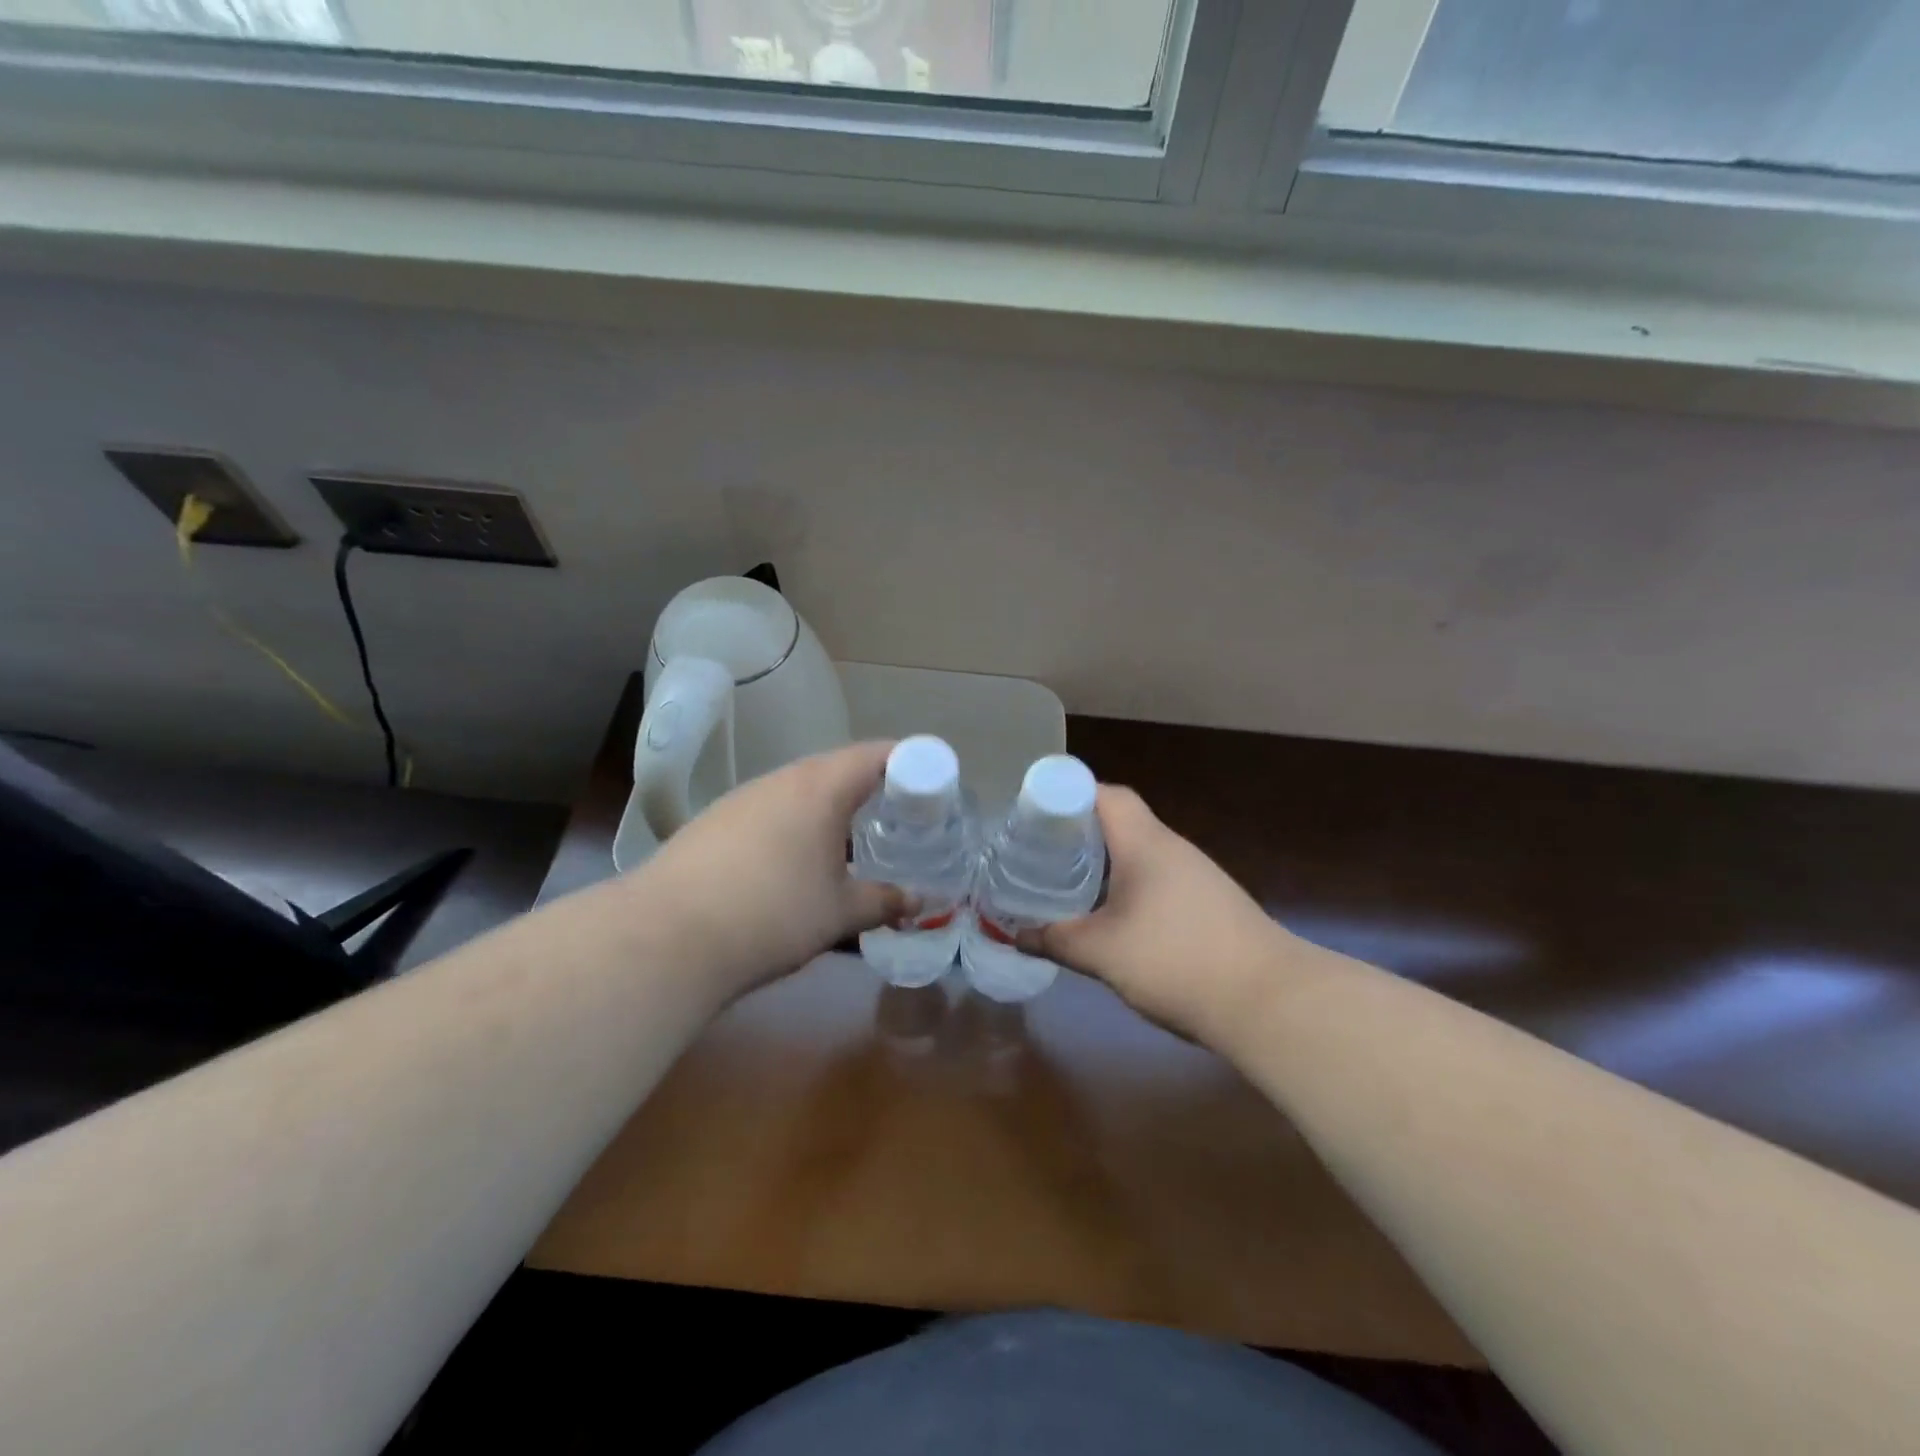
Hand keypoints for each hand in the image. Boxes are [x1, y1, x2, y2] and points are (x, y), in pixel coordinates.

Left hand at [637, 742, 906, 1003]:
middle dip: (871, 788)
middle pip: (837, 768)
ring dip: (829, 808)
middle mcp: (781, 780)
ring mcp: (742, 799)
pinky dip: (794, 825)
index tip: (930, 785)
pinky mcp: (713, 823)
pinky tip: (792, 863)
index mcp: (820, 787)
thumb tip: (918, 901)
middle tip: (897, 815)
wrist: (667, 937)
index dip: (909, 762)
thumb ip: (884, 901)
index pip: (876, 754)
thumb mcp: (839, 912)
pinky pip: (769, 811)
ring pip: (799, 790)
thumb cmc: (773, 913)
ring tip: (848, 841)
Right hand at [1025, 786, 1291, 1044]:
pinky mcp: (1209, 904)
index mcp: (1145, 843)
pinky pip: (1157, 879)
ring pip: (1139, 853)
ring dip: (1104, 862)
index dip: (1067, 795)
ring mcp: (1196, 876)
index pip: (1105, 794)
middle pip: (1120, 821)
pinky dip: (1128, 886)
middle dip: (1078, 833)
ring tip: (1068, 883)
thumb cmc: (1176, 960)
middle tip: (1040, 853)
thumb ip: (1056, 939)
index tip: (1034, 817)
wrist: (1269, 1001)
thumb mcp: (1102, 952)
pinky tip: (1113, 917)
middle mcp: (1172, 848)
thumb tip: (1016, 935)